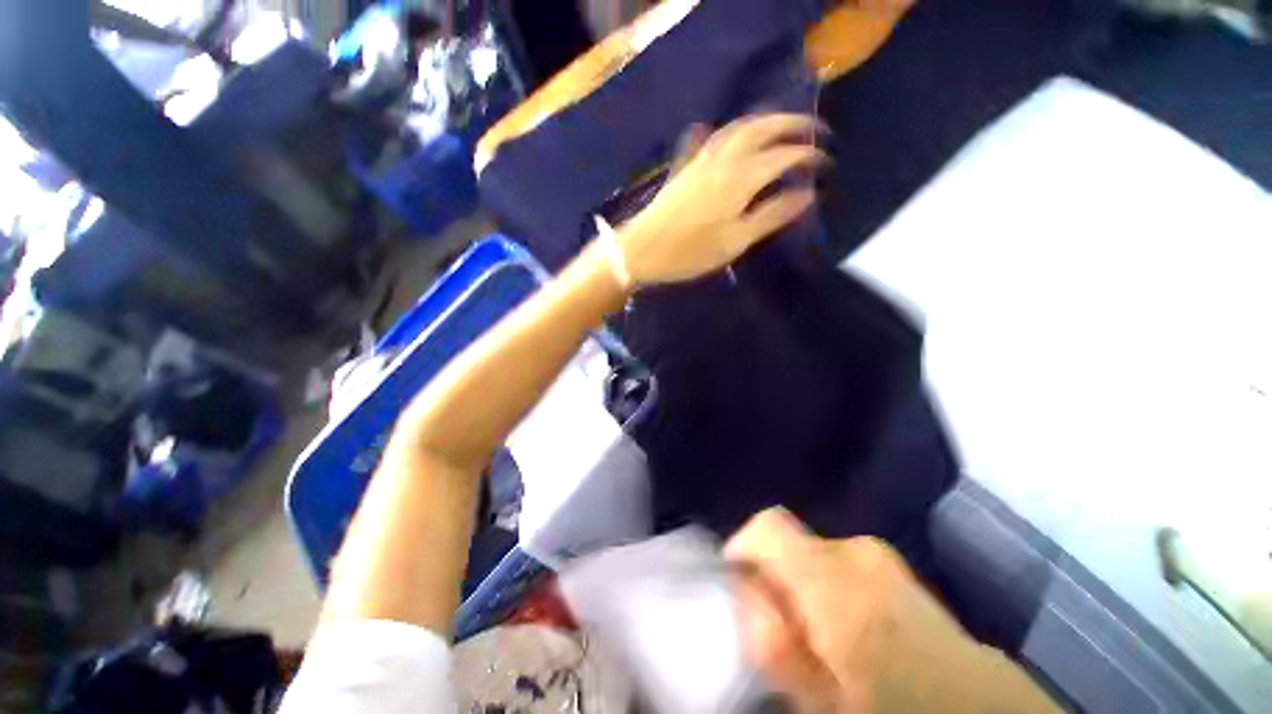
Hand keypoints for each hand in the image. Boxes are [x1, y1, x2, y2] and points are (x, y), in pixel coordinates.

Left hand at [615, 113, 828, 286]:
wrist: (641, 249)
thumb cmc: (689, 252)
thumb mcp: (734, 242)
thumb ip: (771, 216)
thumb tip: (807, 195)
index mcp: (740, 178)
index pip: (785, 156)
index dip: (809, 156)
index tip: (827, 164)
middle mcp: (723, 158)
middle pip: (763, 127)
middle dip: (792, 124)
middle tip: (814, 131)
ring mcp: (701, 159)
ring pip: (738, 126)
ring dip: (765, 121)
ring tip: (782, 128)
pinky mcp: (686, 166)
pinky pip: (713, 138)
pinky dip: (730, 131)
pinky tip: (732, 135)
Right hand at [725, 508, 1059, 712]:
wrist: (982, 711)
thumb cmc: (896, 709)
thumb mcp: (819, 695)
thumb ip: (772, 641)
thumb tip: (747, 596)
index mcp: (833, 575)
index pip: (767, 525)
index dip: (743, 548)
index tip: (737, 586)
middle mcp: (856, 550)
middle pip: (789, 544)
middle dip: (774, 580)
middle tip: (780, 632)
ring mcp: (883, 558)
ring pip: (815, 557)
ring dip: (803, 588)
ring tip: (817, 641)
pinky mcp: (897, 571)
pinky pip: (842, 566)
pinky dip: (829, 589)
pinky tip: (849, 634)